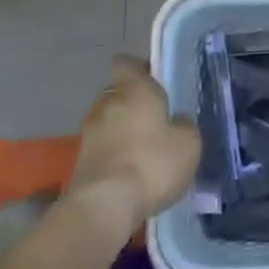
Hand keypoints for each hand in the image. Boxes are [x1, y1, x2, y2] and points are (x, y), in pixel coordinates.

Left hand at [70, 56, 200, 232]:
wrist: (104, 205)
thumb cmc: (152, 163)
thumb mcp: (188, 144)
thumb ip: (184, 126)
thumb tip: (176, 120)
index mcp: (134, 91)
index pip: (127, 63)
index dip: (138, 68)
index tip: (153, 79)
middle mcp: (107, 104)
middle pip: (116, 94)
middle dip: (132, 103)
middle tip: (154, 120)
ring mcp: (89, 133)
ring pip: (108, 121)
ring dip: (121, 131)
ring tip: (142, 150)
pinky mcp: (79, 161)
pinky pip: (101, 147)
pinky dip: (113, 154)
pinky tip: (130, 172)